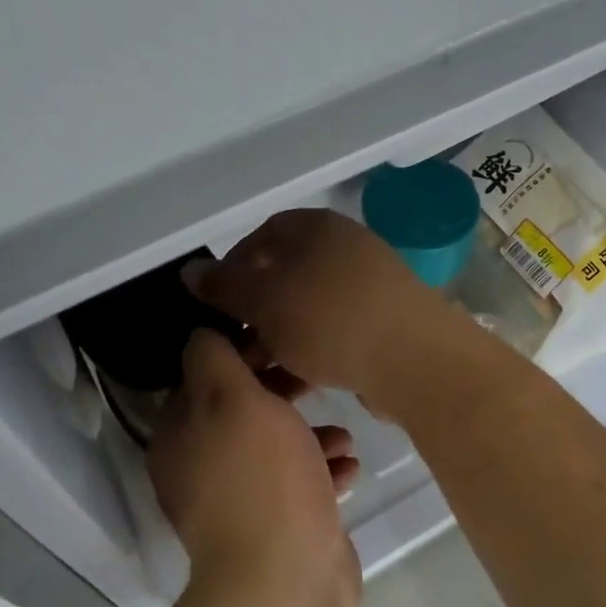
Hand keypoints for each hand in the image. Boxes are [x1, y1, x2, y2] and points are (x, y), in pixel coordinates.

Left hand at [147, 329, 362, 598]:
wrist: (287, 580)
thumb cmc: (261, 476)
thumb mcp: (232, 397)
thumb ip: (213, 358)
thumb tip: (203, 334)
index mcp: (180, 436)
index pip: (204, 377)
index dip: (243, 354)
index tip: (282, 343)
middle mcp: (201, 468)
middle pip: (243, 412)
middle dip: (283, 394)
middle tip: (317, 382)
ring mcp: (238, 502)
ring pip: (275, 449)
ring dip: (309, 436)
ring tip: (343, 437)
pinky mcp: (276, 529)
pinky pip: (298, 487)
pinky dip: (321, 473)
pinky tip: (349, 470)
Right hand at [187, 209, 465, 404]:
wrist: (414, 359)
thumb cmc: (329, 320)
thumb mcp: (264, 301)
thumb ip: (224, 286)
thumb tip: (191, 271)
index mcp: (316, 227)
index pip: (262, 236)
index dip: (233, 269)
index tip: (216, 305)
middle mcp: (346, 247)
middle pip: (286, 274)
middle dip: (256, 311)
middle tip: (237, 345)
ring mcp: (371, 284)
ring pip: (310, 307)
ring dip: (281, 336)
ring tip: (263, 371)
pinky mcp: (386, 321)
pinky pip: (337, 329)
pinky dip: (314, 348)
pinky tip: (301, 378)